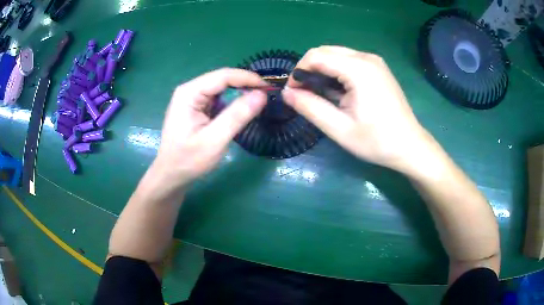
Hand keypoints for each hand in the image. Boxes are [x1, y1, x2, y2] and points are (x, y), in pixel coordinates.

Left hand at [151, 68, 267, 191]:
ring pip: (222, 88)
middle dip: (245, 85)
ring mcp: (192, 98)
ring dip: (240, 93)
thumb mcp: (214, 140)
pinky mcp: (196, 107)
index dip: (248, 78)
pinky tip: (242, 110)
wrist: (171, 175)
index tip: (269, 88)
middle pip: (222, 79)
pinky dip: (232, 102)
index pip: (223, 76)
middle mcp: (190, 90)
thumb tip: (262, 94)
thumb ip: (237, 116)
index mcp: (189, 93)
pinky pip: (218, 98)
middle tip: (267, 96)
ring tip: (258, 102)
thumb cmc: (188, 160)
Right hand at [282, 46, 431, 172]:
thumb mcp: (339, 129)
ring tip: (321, 96)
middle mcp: (367, 58)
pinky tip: (339, 92)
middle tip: (305, 95)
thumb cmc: (377, 141)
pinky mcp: (378, 68)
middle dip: (309, 69)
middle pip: (325, 51)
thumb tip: (286, 93)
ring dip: (322, 71)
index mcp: (358, 69)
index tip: (293, 92)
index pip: (316, 56)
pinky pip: (349, 61)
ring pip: (336, 55)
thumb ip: (310, 107)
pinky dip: (336, 72)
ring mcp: (374, 62)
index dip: (299, 71)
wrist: (410, 146)